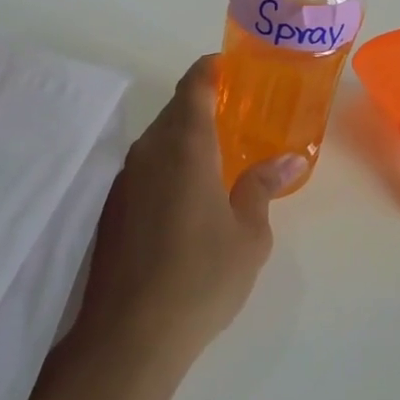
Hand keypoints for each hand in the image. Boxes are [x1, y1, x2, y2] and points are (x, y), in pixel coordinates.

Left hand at [73, 57, 305, 364]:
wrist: (130, 333)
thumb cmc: (202, 276)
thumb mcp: (249, 234)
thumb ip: (262, 187)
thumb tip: (286, 159)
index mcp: (185, 145)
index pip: (194, 85)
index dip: (211, 69)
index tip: (231, 66)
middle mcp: (149, 150)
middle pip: (175, 109)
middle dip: (203, 104)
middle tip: (237, 115)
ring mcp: (125, 178)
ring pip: (158, 139)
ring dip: (185, 136)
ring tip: (218, 155)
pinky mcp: (112, 206)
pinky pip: (145, 166)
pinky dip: (168, 164)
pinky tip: (188, 194)